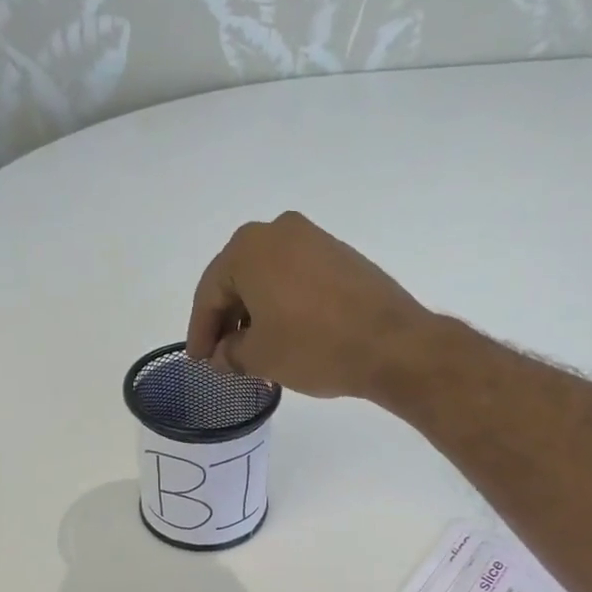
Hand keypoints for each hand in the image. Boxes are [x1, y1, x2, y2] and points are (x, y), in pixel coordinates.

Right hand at [186, 211, 435, 399]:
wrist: (392, 344)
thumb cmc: (314, 346)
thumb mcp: (260, 357)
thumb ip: (229, 354)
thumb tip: (221, 356)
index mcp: (249, 248)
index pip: (210, 293)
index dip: (201, 332)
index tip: (199, 361)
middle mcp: (279, 231)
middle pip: (239, 281)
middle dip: (228, 322)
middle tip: (223, 358)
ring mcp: (315, 240)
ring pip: (269, 280)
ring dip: (257, 316)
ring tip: (254, 355)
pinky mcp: (342, 256)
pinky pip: (298, 280)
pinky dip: (284, 307)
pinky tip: (285, 337)